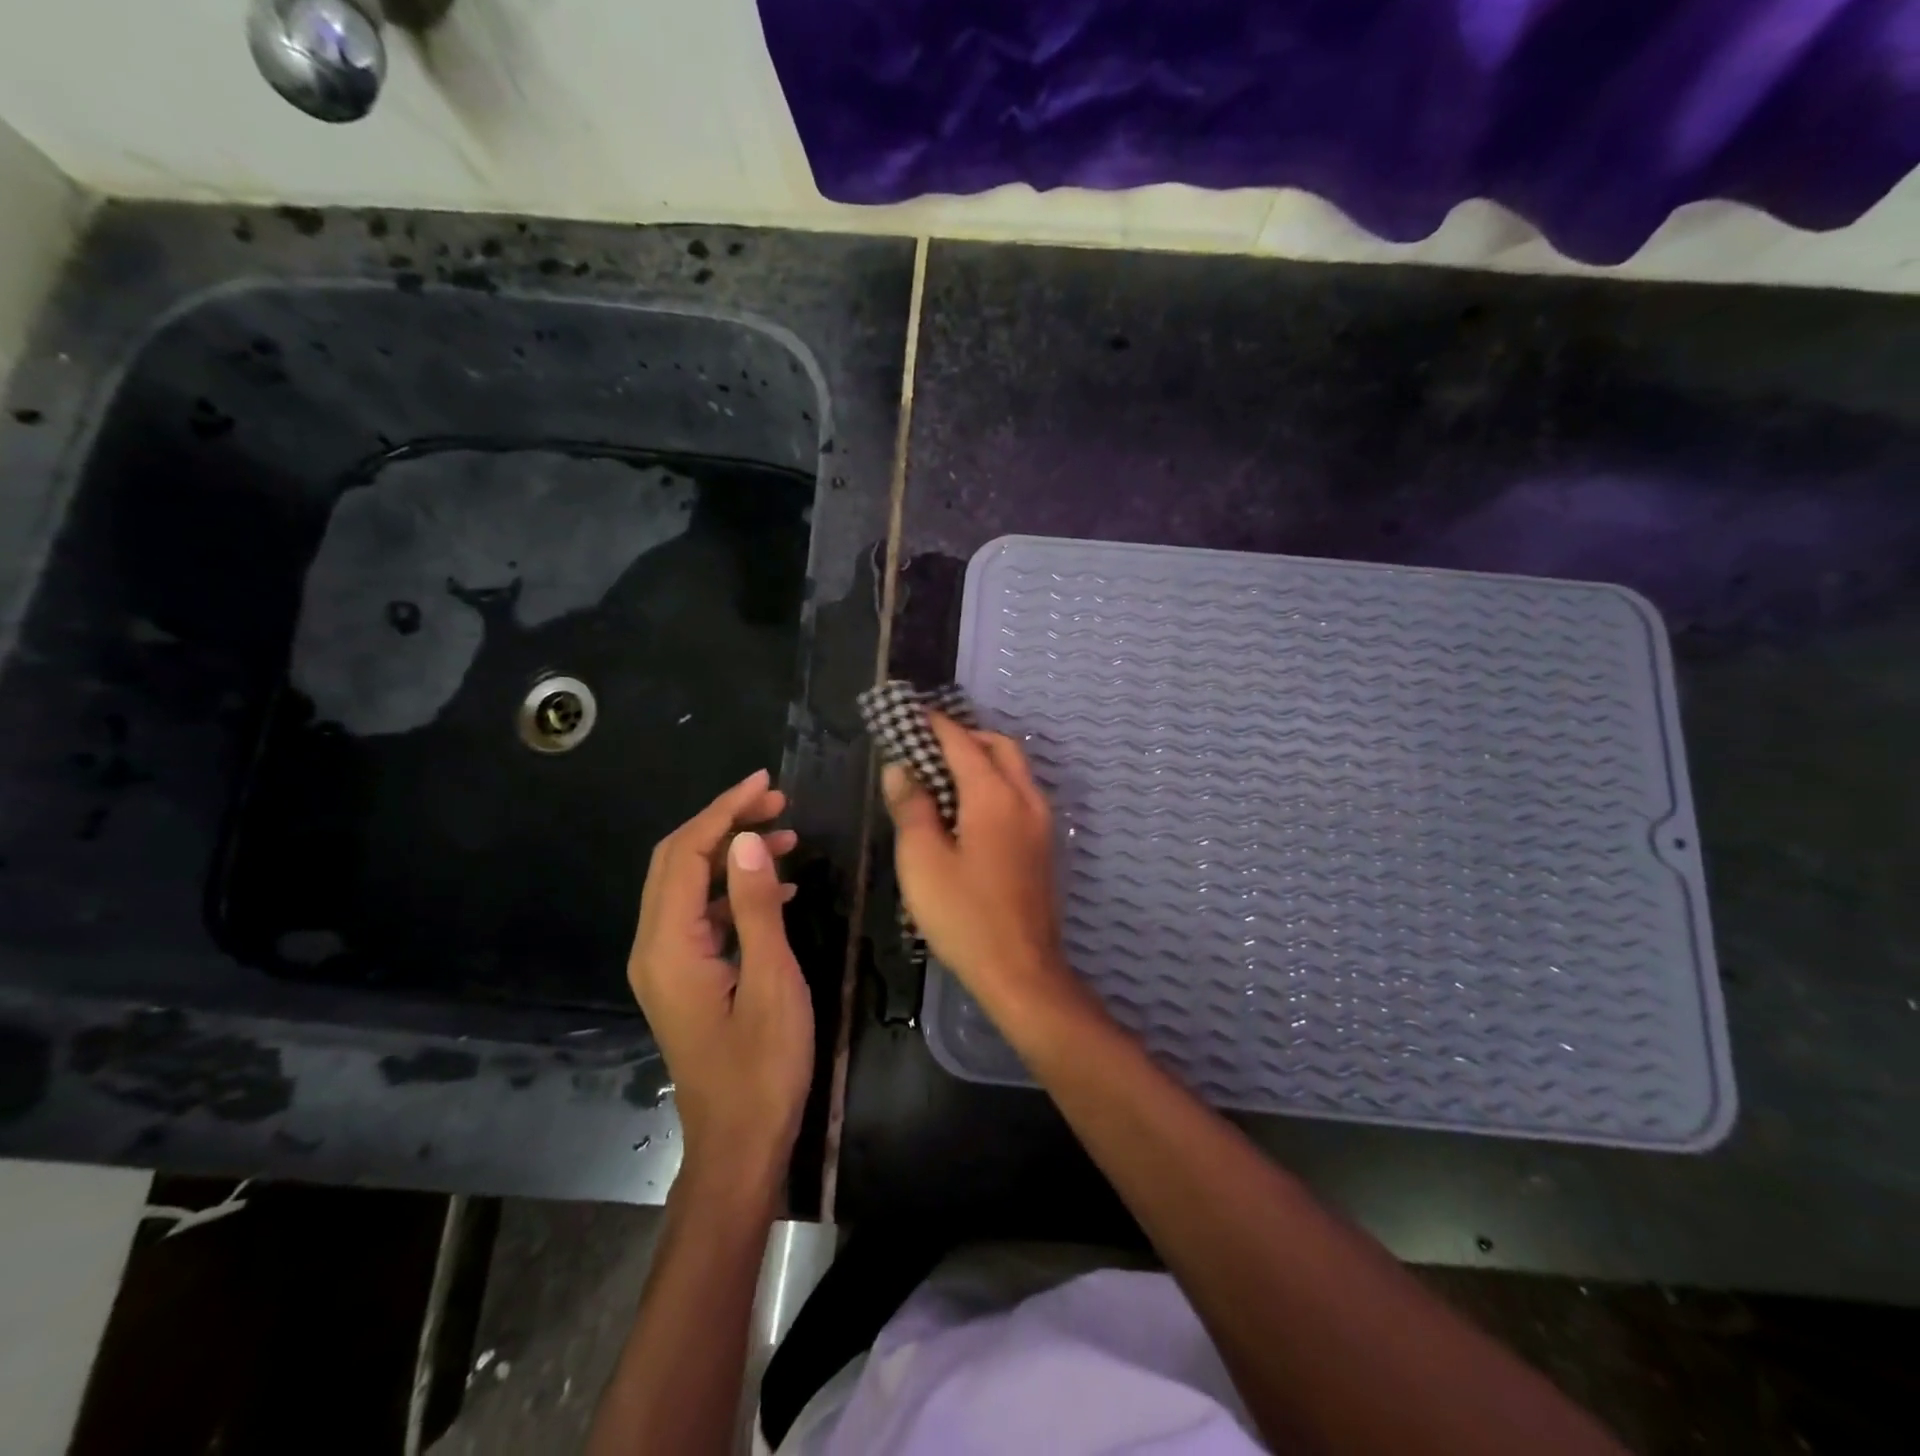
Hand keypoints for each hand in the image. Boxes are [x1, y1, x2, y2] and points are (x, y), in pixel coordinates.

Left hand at [628, 770, 812, 1196]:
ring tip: (787, 837)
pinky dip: (735, 889)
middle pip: (679, 861)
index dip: (724, 810)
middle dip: (725, 823)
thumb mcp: (771, 981)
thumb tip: (746, 840)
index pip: (687, 853)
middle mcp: (654, 947)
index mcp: (669, 946)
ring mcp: (667, 963)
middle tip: (779, 803)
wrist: (739, 1144)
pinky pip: (702, 913)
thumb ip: (756, 908)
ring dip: (732, 853)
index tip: (766, 783)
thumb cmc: (762, 1067)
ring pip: (690, 884)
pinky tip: (779, 888)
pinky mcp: (684, 976)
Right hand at [882, 715, 1086, 1028]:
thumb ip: (911, 807)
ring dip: (982, 759)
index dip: (933, 725)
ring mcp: (1041, 823)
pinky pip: (1019, 795)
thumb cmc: (964, 916)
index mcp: (995, 796)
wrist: (1021, 972)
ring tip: (942, 775)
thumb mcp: (922, 861)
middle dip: (964, 736)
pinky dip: (994, 784)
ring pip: (1014, 770)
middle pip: (998, 747)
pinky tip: (966, 810)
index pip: (961, 742)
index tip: (908, 714)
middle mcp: (1026, 798)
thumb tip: (900, 768)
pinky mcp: (1044, 846)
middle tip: (926, 745)